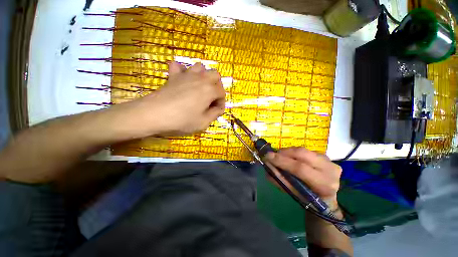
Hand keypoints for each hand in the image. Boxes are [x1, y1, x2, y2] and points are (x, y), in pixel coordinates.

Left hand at [118, 62, 225, 136]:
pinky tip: (183, 80)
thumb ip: (215, 114)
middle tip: (212, 98)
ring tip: (200, 88)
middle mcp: (201, 79)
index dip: (221, 103)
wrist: (154, 114)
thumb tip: (218, 108)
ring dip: (204, 76)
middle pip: (215, 75)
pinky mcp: (173, 76)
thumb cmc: (182, 120)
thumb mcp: (204, 122)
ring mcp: (186, 75)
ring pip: (200, 67)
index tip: (216, 111)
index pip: (222, 93)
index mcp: (210, 90)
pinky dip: (183, 71)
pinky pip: (179, 66)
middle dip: (217, 86)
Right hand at [265, 147, 341, 202]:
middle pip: (302, 154)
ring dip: (288, 152)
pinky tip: (289, 157)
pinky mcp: (326, 156)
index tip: (267, 157)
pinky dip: (294, 152)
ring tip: (279, 156)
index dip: (282, 161)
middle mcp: (330, 169)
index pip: (300, 168)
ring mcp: (329, 161)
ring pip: (303, 150)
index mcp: (324, 184)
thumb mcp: (293, 193)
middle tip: (272, 155)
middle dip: (283, 153)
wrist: (326, 198)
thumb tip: (267, 166)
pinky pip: (305, 150)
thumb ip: (279, 180)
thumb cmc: (309, 200)